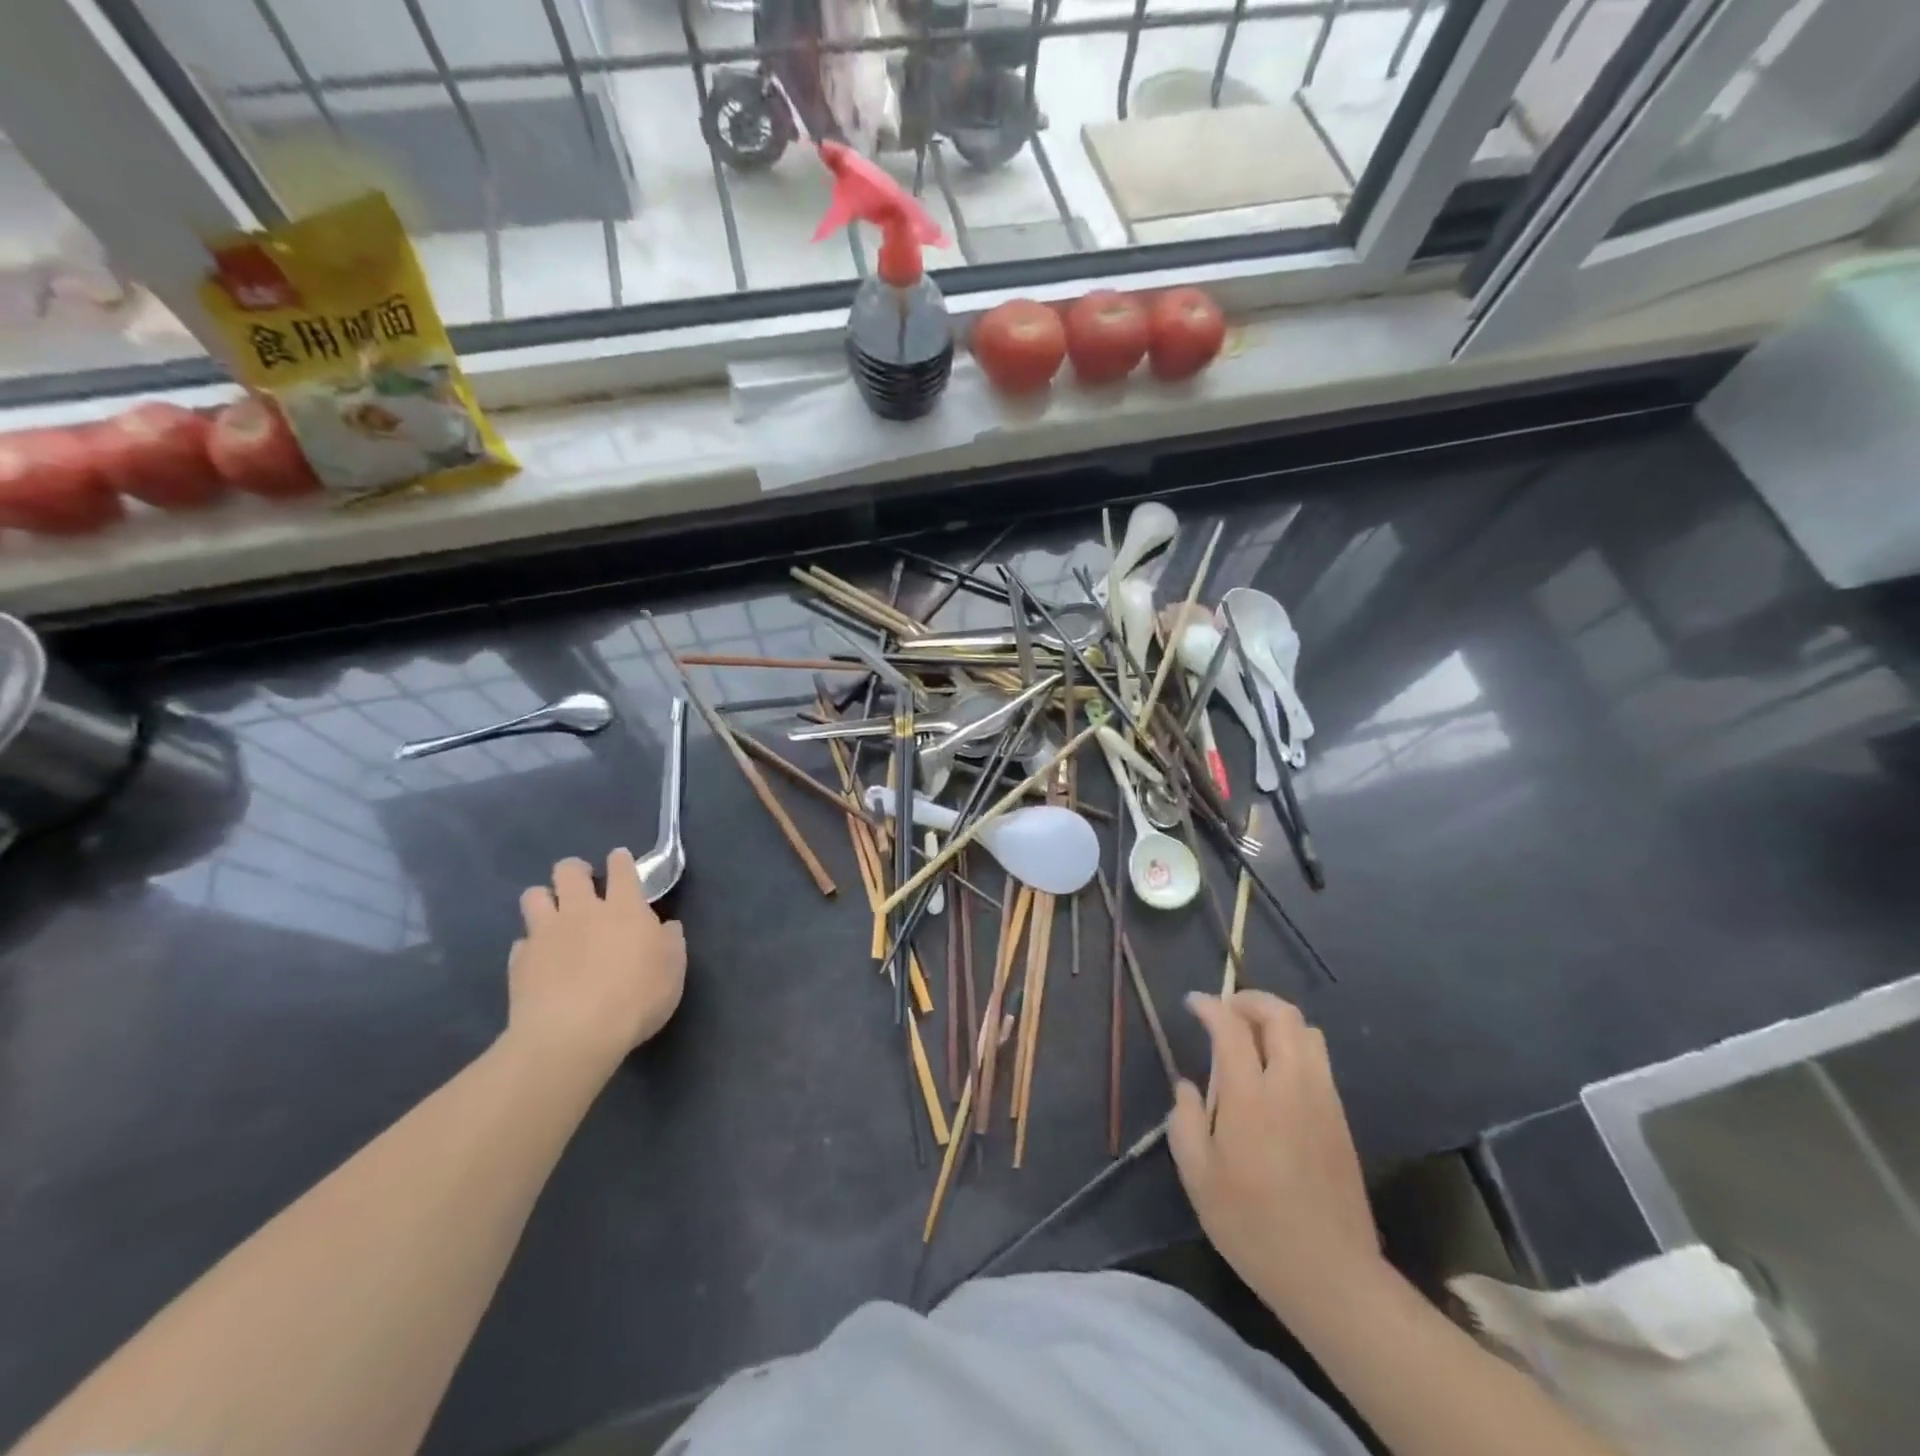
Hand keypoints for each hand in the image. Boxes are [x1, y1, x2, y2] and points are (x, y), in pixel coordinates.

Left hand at [506, 849, 686, 1072]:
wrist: (573, 1034)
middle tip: (583, 883)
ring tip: (553, 915)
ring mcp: (546, 934)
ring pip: (534, 896)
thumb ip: (670, 942)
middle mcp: (582, 911)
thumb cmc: (636, 998)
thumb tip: (666, 927)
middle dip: (575, 870)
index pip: (621, 869)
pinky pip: (522, 942)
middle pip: (568, 871)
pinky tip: (540, 960)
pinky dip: (531, 946)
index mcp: (624, 908)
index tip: (620, 860)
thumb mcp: (672, 970)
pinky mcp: (520, 961)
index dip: (620, 860)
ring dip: (544, 899)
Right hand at [1169, 991, 1382, 1323]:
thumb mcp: (1198, 1177)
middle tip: (1225, 1010)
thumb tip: (1187, 1087)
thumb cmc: (1253, 1226)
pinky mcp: (1340, 1119)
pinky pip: (1319, 1061)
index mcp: (1251, 1096)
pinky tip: (1275, 1073)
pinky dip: (1294, 1046)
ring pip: (1307, 1032)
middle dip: (1250, 1000)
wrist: (1332, 1275)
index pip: (1231, 1027)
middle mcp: (1292, 1085)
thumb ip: (1185, 1121)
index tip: (1192, 1003)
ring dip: (1276, 1021)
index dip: (1210, 1006)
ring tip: (1251, 1036)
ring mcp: (1323, 1099)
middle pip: (1281, 1015)